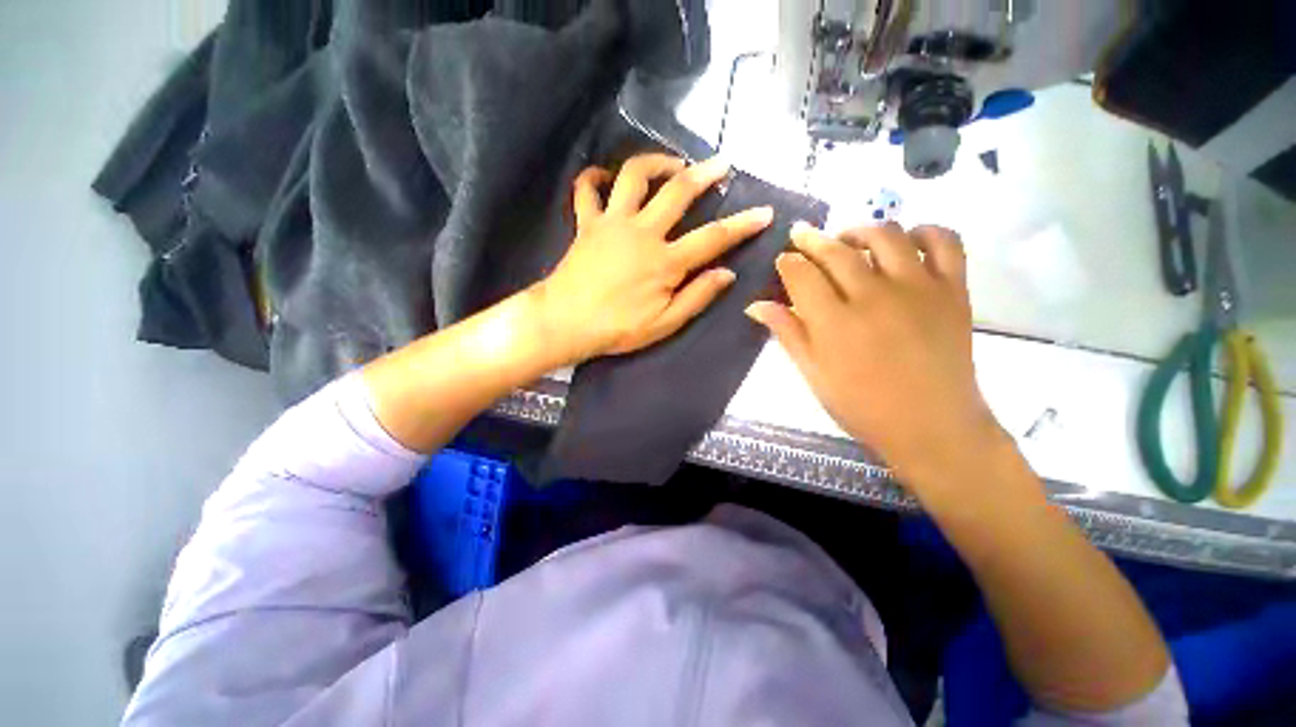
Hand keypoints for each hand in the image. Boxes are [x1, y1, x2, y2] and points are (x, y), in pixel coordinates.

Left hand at [532, 154, 773, 363]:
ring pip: (633, 175)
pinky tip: (604, 177)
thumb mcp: (664, 324)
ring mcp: (611, 222)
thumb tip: (726, 274)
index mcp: (664, 261)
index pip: (712, 238)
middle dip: (705, 174)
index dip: (741, 225)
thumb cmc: (617, 328)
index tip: (764, 212)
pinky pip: (587, 190)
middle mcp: (641, 232)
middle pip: (677, 191)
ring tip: (671, 164)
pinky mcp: (586, 223)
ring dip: (655, 162)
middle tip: (721, 164)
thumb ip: (697, 296)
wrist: (565, 323)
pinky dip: (594, 178)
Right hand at [746, 222, 1007, 498]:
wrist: (932, 426)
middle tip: (803, 236)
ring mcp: (918, 288)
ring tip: (849, 240)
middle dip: (813, 239)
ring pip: (886, 235)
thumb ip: (787, 333)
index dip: (788, 262)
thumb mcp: (813, 374)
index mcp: (834, 323)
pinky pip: (944, 241)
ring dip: (860, 230)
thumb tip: (756, 305)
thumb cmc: (862, 406)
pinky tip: (907, 242)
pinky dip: (925, 231)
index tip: (783, 261)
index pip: (802, 274)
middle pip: (837, 251)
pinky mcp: (954, 289)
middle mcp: (873, 296)